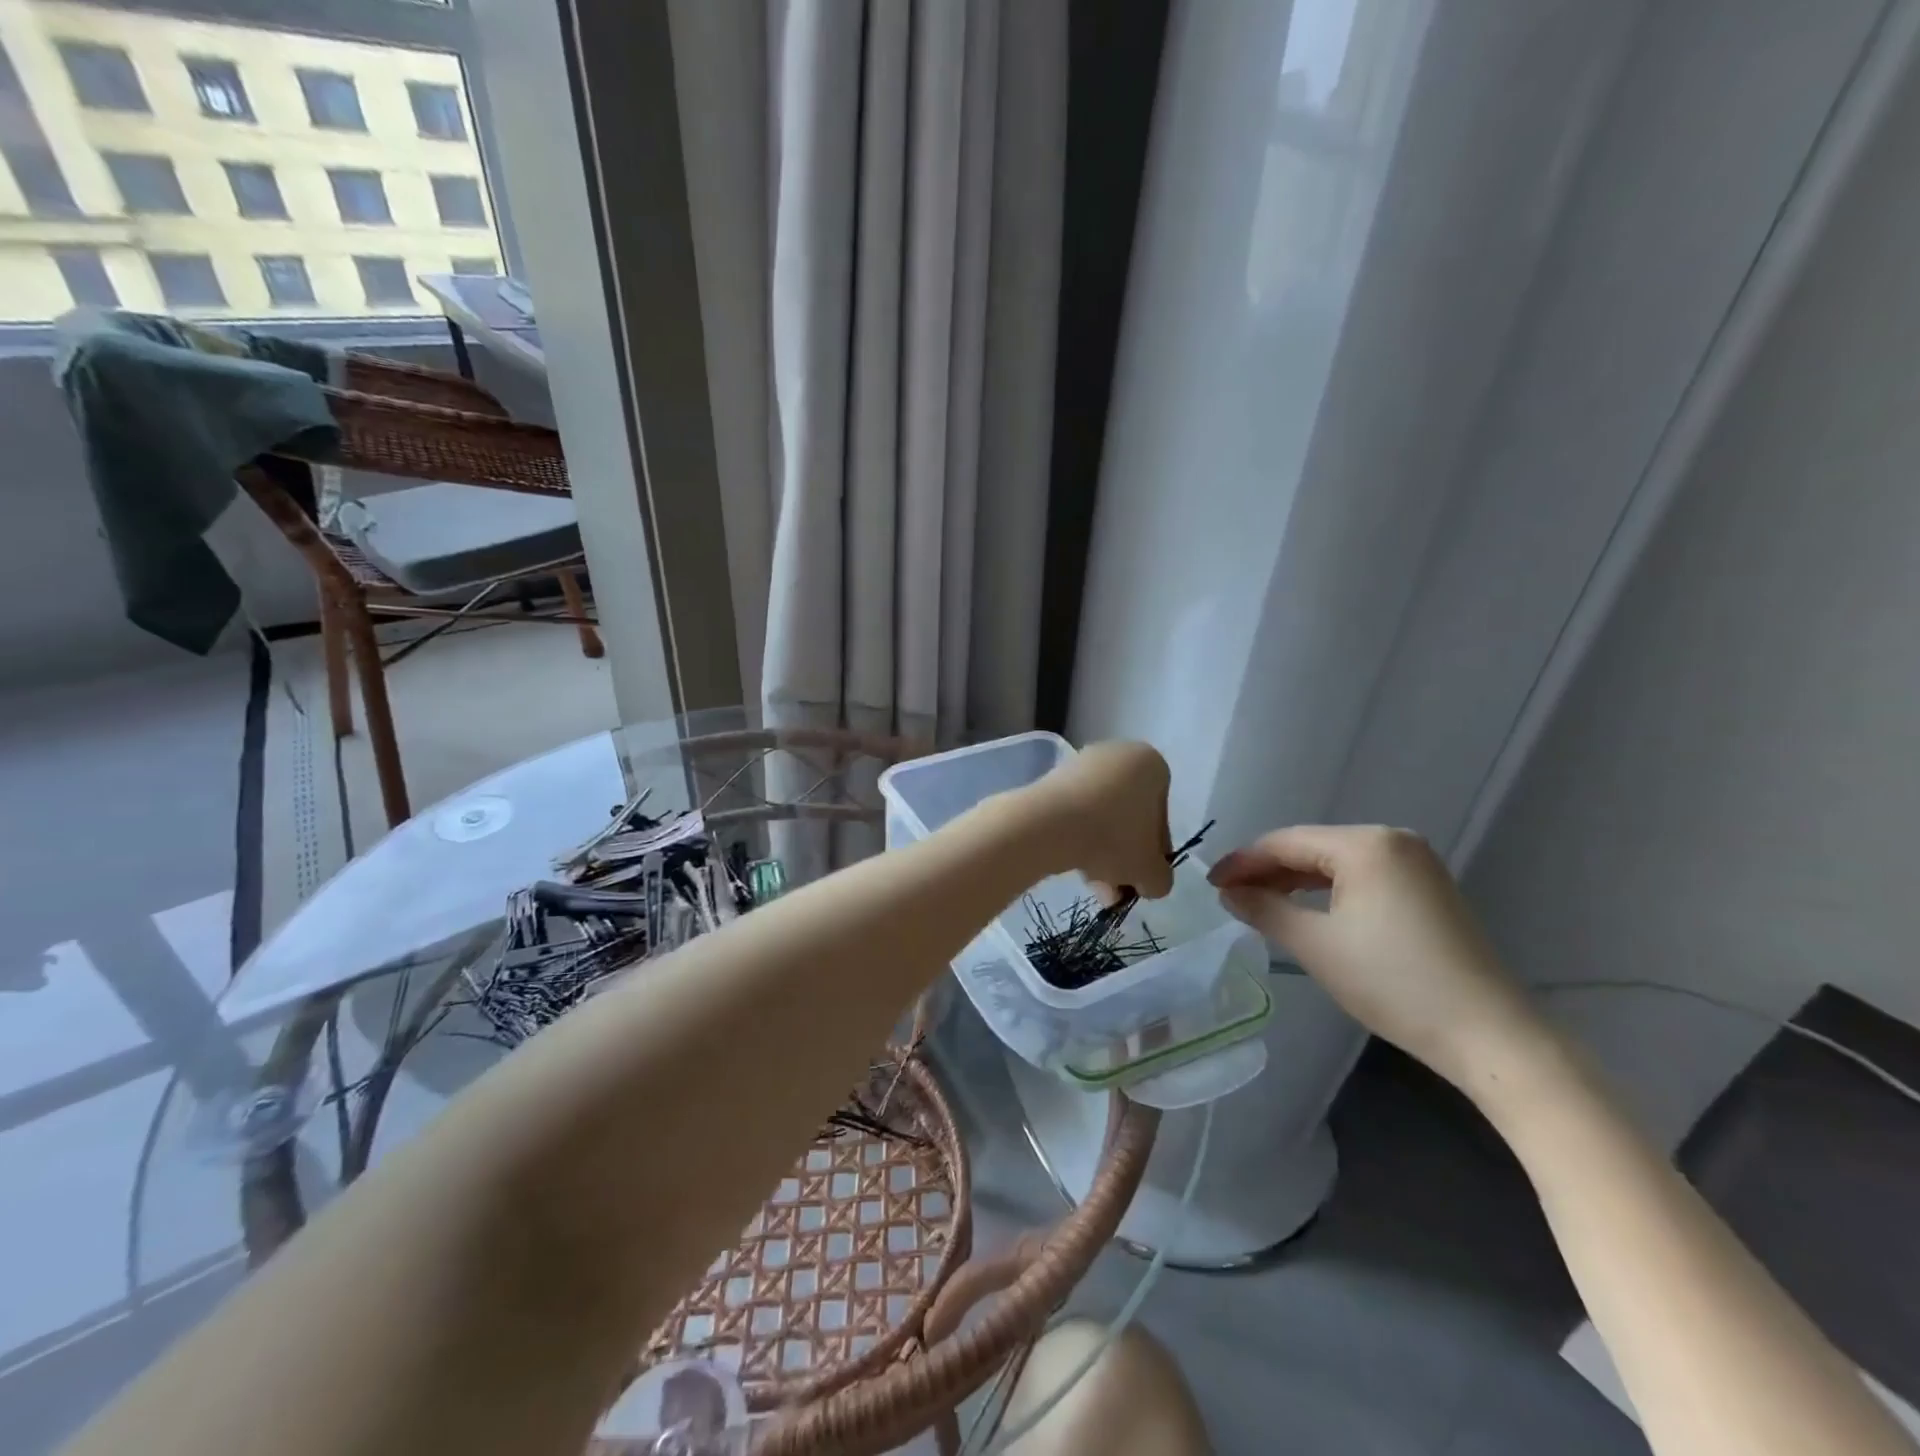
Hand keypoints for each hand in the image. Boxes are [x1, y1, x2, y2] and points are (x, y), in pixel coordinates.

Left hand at [1030, 741, 1174, 901]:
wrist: (1049, 824)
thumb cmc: (1113, 838)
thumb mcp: (1150, 871)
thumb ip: (1160, 878)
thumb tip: (1151, 881)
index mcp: (1151, 764)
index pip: (1161, 816)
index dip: (1154, 853)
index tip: (1141, 876)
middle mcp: (1118, 755)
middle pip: (1127, 817)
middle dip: (1124, 857)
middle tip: (1116, 890)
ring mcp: (1081, 764)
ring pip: (1100, 818)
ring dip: (1101, 855)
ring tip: (1095, 889)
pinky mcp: (1051, 778)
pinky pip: (1074, 813)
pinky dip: (1077, 839)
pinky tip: (1073, 868)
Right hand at [1208, 826, 1546, 1086]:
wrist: (1489, 1034)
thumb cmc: (1393, 983)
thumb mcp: (1315, 945)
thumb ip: (1264, 909)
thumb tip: (1228, 892)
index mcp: (1365, 843)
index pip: (1285, 842)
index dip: (1243, 862)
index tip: (1210, 884)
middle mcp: (1392, 840)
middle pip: (1311, 847)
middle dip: (1267, 871)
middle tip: (1230, 896)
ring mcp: (1416, 864)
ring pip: (1335, 863)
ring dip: (1295, 881)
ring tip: (1259, 904)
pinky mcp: (1428, 888)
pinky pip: (1362, 877)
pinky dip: (1328, 891)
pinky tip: (1306, 910)